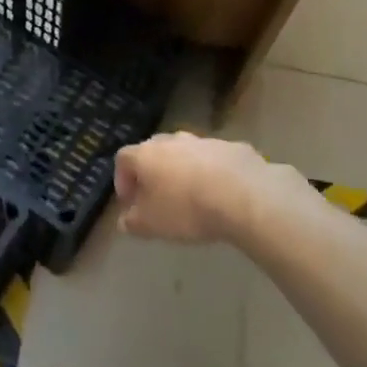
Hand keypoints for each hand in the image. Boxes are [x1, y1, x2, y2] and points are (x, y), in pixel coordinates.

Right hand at [115, 132, 310, 244]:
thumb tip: (125, 221)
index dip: (122, 180)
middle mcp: (171, 141)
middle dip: (153, 173)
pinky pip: (216, 160)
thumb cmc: (187, 209)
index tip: (130, 203)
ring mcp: (204, 141)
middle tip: (158, 197)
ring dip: (184, 171)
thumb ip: (132, 222)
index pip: (123, 159)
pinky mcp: (233, 148)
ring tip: (193, 197)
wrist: (244, 196)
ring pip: (186, 154)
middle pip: (154, 152)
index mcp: (146, 155)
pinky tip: (223, 195)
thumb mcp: (151, 225)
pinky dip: (213, 173)